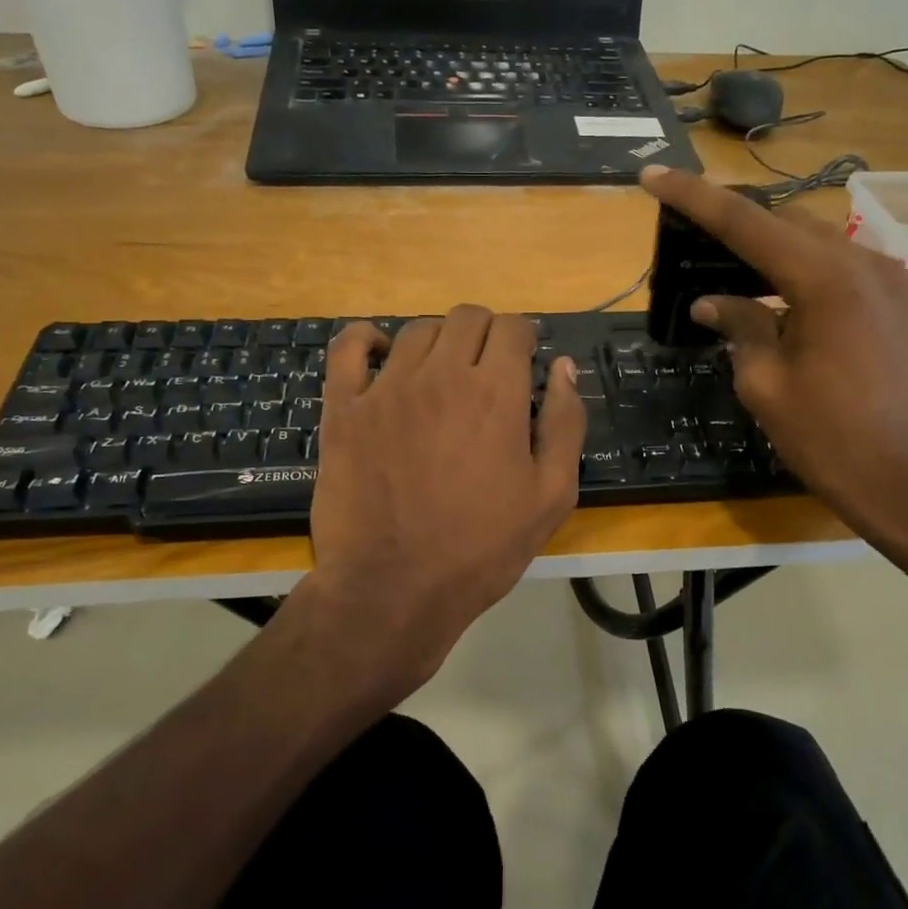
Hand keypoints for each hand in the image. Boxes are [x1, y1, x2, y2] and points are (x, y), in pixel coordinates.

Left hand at [301, 306, 585, 702]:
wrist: (393, 590)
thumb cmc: (480, 549)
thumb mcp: (550, 495)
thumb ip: (564, 423)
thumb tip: (564, 368)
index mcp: (495, 393)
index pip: (513, 327)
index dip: (524, 340)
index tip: (524, 366)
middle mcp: (440, 375)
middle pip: (467, 318)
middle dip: (486, 334)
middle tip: (487, 372)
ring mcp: (385, 388)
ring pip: (416, 330)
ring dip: (438, 341)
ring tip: (440, 375)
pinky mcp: (343, 408)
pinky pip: (347, 348)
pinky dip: (364, 339)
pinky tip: (378, 352)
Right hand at [639, 165, 907, 558]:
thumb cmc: (829, 439)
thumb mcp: (767, 383)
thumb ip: (739, 326)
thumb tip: (711, 302)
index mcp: (825, 278)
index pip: (745, 222)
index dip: (694, 197)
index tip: (654, 176)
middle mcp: (864, 263)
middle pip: (785, 223)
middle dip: (735, 224)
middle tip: (691, 235)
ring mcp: (891, 281)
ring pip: (817, 242)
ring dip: (771, 249)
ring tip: (730, 269)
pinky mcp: (902, 304)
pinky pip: (842, 268)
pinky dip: (804, 271)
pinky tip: (781, 299)